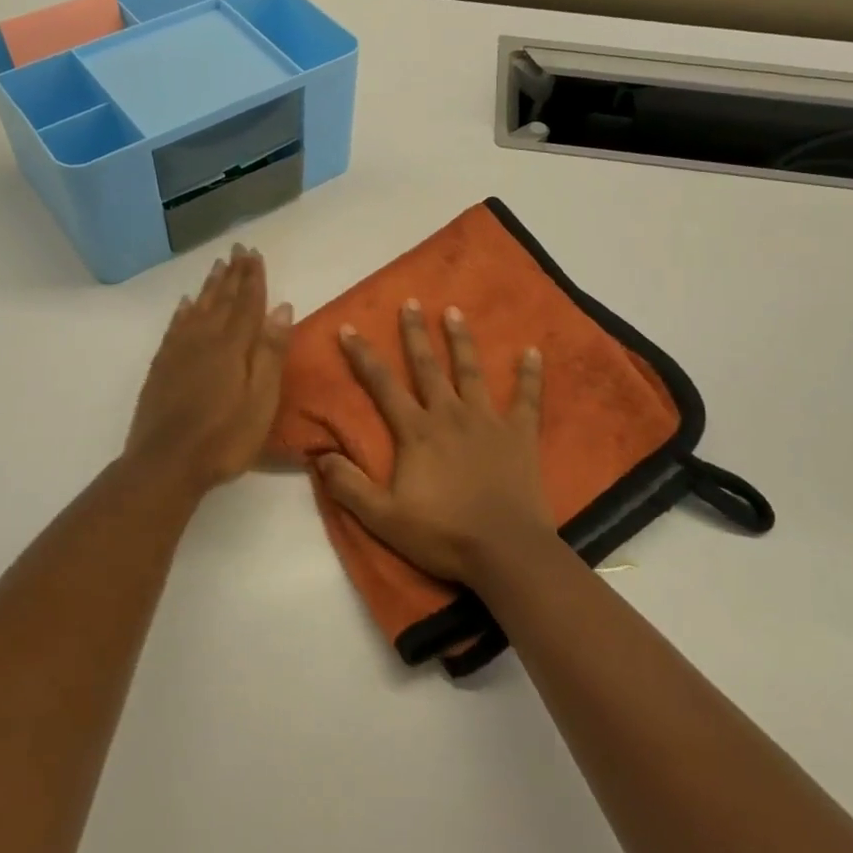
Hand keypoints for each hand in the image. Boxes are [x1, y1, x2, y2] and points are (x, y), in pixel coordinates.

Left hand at [124, 244, 293, 493]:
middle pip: (222, 300)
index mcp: (233, 346)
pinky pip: (175, 327)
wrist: (165, 463)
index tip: (255, 254)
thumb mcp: (261, 399)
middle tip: (238, 249)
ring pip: (198, 308)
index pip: (247, 303)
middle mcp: (204, 339)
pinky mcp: (162, 367)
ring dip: (210, 287)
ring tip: (217, 266)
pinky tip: (186, 304)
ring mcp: (179, 352)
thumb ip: (270, 352)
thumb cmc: (224, 437)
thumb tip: (282, 307)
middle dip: (233, 274)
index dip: (253, 278)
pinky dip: (183, 311)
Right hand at [316, 300, 552, 587]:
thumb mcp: (383, 517)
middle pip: (428, 366)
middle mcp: (450, 414)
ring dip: (461, 341)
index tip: (349, 328)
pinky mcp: (520, 434)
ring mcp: (488, 421)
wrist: (505, 550)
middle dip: (415, 333)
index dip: (363, 356)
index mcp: (416, 431)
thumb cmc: (442, 533)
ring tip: (454, 312)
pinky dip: (530, 374)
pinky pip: (527, 398)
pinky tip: (532, 350)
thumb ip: (349, 486)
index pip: (382, 385)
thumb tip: (319, 456)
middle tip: (410, 302)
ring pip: (471, 371)